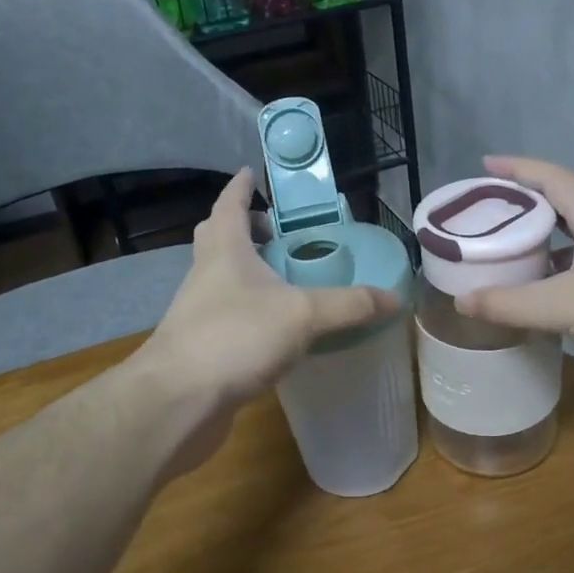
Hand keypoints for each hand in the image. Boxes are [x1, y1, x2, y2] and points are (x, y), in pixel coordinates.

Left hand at [133, 169, 397, 447]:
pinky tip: (274, 329)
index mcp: (224, 251)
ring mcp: (197, 312)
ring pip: (221, 278)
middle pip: (218, 238)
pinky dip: (248, 311)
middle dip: (243, 228)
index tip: (250, 172)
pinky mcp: (200, 346)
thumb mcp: (303, 315)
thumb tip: (396, 297)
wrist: (178, 400)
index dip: (241, 187)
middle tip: (275, 231)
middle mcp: (205, 274)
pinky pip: (226, 315)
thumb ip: (349, 305)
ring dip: (247, 272)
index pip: (230, 205)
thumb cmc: (235, 337)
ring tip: (285, 279)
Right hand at [455, 156, 573, 396]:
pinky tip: (546, 301)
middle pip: (563, 209)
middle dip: (525, 208)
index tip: (486, 164)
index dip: (518, 168)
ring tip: (507, 257)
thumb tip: (461, 301)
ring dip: (543, 246)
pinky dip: (560, 279)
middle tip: (487, 218)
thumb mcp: (565, 305)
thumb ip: (510, 304)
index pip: (553, 178)